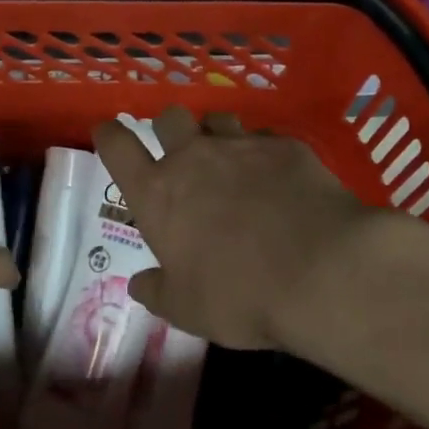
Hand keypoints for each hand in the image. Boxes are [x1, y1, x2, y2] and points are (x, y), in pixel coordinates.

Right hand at [92, 105, 383, 350]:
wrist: (322, 270)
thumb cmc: (240, 295)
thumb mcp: (187, 310)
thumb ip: (158, 292)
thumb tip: (139, 285)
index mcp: (158, 193)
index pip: (117, 147)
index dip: (108, 135)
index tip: (107, 132)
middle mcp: (193, 158)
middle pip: (169, 118)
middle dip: (169, 129)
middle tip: (179, 153)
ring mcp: (241, 146)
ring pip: (217, 119)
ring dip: (216, 134)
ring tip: (230, 160)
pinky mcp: (285, 146)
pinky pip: (264, 138)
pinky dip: (263, 153)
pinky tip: (277, 177)